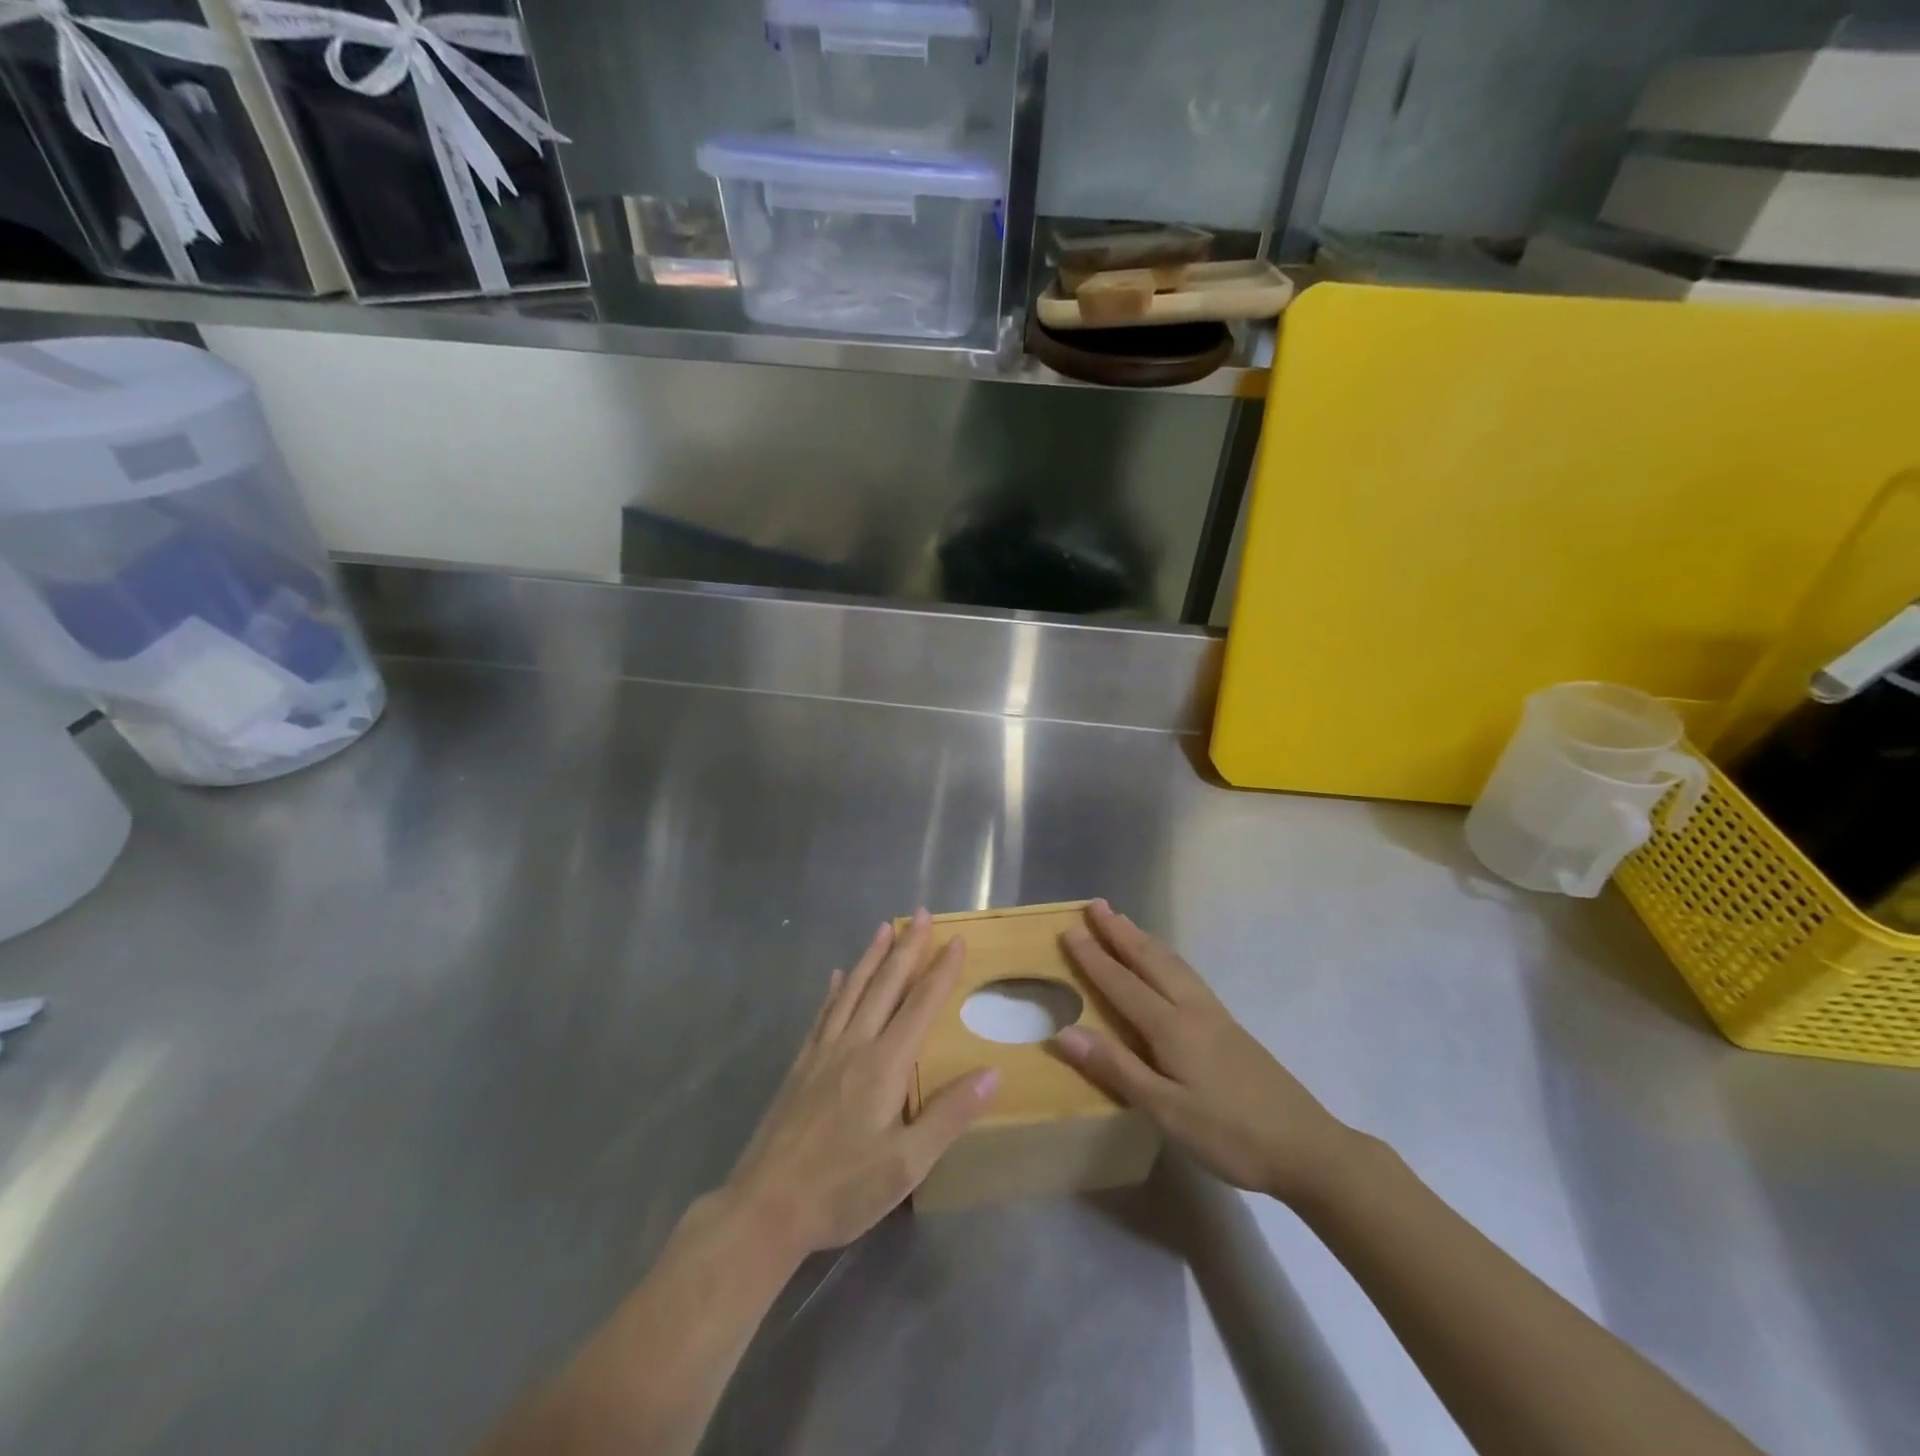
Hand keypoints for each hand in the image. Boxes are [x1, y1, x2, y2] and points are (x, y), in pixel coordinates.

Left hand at [724, 911, 999, 1258]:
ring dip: (872, 957)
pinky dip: (835, 991)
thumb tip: (993, 1073)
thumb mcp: (907, 1164)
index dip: (940, 971)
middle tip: (921, 913)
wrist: (765, 1208)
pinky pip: (823, 1015)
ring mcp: (822, 1053)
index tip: (956, 939)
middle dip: (907, 948)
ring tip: (884, 927)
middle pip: (885, 986)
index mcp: (884, 1064)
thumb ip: (949, 1115)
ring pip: (852, 991)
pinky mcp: (800, 1067)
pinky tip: (838, 977)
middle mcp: (854, 1045)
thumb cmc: (842, 1189)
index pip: (920, 1005)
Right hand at [1053, 900, 1353, 1205]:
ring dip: (1143, 940)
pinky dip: (1165, 958)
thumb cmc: (1230, 1134)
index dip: (1094, 958)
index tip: (1069, 929)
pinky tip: (1167, 966)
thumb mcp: (1166, 1110)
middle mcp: (1192, 1009)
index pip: (1122, 984)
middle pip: (1150, 960)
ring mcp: (1215, 1016)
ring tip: (1124, 923)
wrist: (1307, 1148)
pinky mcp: (1229, 1028)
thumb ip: (1116, 1068)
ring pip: (1172, 964)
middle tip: (1096, 905)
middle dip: (1120, 932)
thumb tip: (1063, 1032)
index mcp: (1172, 1027)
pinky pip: (1187, 976)